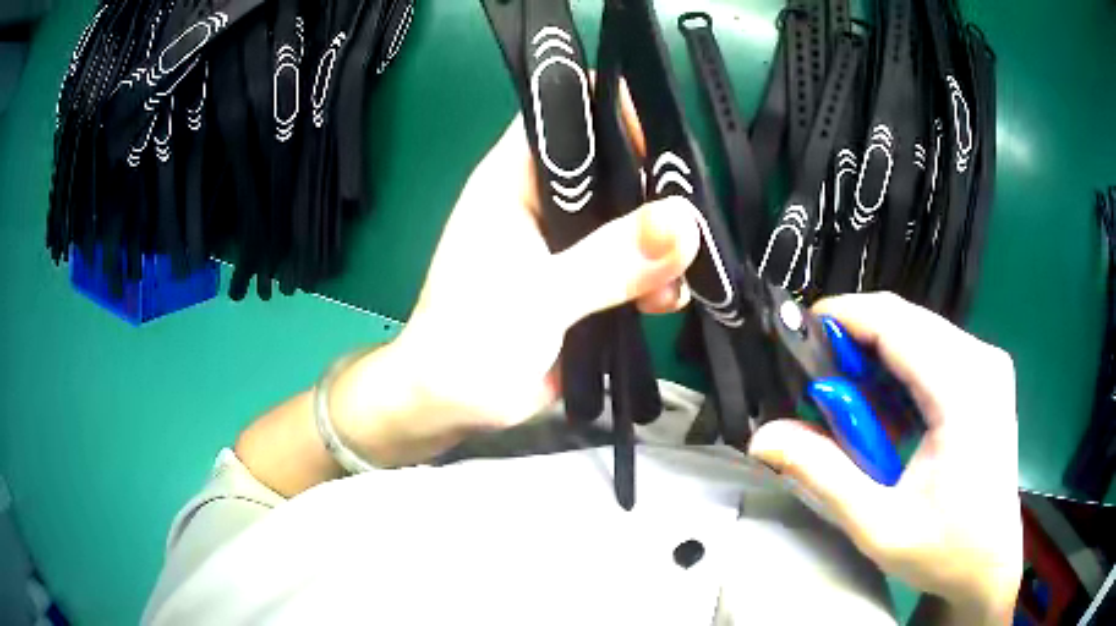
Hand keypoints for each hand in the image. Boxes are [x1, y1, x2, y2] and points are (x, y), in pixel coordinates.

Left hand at [355, 114, 699, 444]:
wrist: (455, 404)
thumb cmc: (471, 340)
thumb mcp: (540, 296)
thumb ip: (610, 259)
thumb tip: (685, 221)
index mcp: (516, 177)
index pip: (569, 112)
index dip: (616, 115)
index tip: (663, 151)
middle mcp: (547, 198)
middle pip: (616, 163)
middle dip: (657, 189)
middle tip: (691, 225)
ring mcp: (571, 239)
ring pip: (633, 217)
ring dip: (663, 244)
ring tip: (677, 281)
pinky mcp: (589, 279)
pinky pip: (636, 263)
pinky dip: (657, 279)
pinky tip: (666, 305)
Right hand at [748, 293, 1022, 623]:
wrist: (990, 563)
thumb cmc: (943, 550)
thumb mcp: (877, 524)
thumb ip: (822, 474)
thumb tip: (763, 436)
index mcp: (964, 390)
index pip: (895, 323)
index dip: (842, 318)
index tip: (798, 336)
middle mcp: (981, 360)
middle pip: (906, 320)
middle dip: (856, 343)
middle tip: (820, 391)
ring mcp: (988, 364)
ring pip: (918, 331)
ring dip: (877, 360)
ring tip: (853, 412)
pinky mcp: (986, 375)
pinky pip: (933, 349)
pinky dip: (900, 371)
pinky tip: (889, 414)